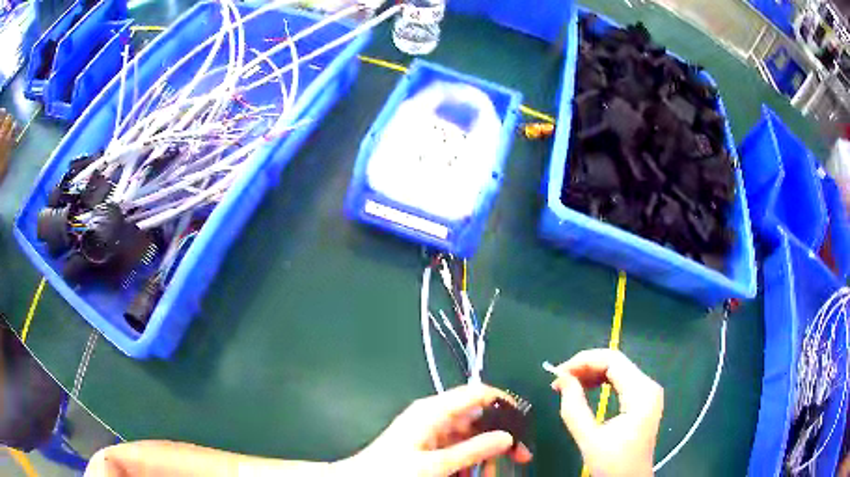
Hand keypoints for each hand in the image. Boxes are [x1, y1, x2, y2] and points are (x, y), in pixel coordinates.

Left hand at [337, 384, 532, 475]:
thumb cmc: (393, 470)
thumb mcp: (436, 464)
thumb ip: (472, 450)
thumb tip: (507, 436)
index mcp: (435, 410)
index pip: (478, 393)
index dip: (504, 404)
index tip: (524, 424)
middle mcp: (436, 415)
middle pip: (479, 418)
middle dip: (499, 438)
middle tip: (520, 457)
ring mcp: (433, 431)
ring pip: (471, 437)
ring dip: (485, 455)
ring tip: (490, 475)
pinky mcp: (429, 445)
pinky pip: (459, 449)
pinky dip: (470, 461)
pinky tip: (474, 474)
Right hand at [550, 349, 662, 476]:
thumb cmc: (613, 464)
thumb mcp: (589, 439)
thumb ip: (574, 407)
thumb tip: (562, 379)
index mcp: (641, 393)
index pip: (613, 360)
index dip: (583, 361)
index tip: (558, 372)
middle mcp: (649, 386)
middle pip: (616, 362)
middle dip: (585, 366)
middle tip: (559, 379)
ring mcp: (648, 392)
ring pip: (617, 370)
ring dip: (591, 373)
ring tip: (567, 384)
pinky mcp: (643, 400)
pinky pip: (621, 381)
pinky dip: (601, 382)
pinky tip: (584, 388)